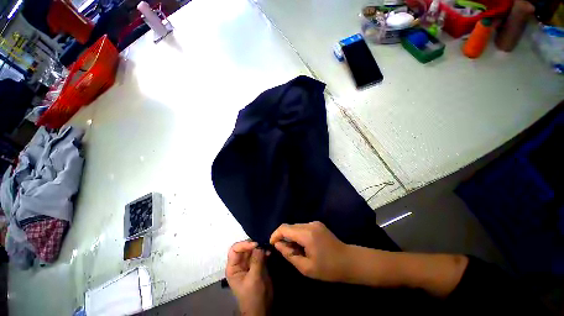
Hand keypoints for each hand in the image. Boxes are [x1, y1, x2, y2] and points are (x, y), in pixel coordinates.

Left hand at [226, 241, 272, 315]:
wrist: (262, 309)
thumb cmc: (254, 296)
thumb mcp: (254, 279)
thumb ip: (256, 261)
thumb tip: (259, 245)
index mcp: (233, 268)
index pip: (235, 250)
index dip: (244, 245)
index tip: (255, 244)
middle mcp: (240, 264)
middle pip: (244, 248)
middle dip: (254, 244)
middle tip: (263, 244)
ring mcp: (249, 264)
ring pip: (253, 250)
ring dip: (260, 247)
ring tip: (268, 248)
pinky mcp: (257, 265)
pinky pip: (260, 254)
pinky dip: (265, 252)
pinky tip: (270, 253)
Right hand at [270, 221, 350, 281]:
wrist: (349, 261)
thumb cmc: (328, 268)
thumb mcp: (306, 267)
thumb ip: (289, 254)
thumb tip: (277, 244)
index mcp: (307, 234)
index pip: (284, 228)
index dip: (275, 235)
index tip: (272, 244)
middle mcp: (310, 224)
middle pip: (290, 226)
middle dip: (284, 237)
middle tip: (285, 251)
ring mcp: (315, 223)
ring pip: (296, 226)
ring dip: (291, 236)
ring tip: (295, 250)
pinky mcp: (318, 224)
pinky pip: (302, 227)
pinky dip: (298, 235)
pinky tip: (303, 245)